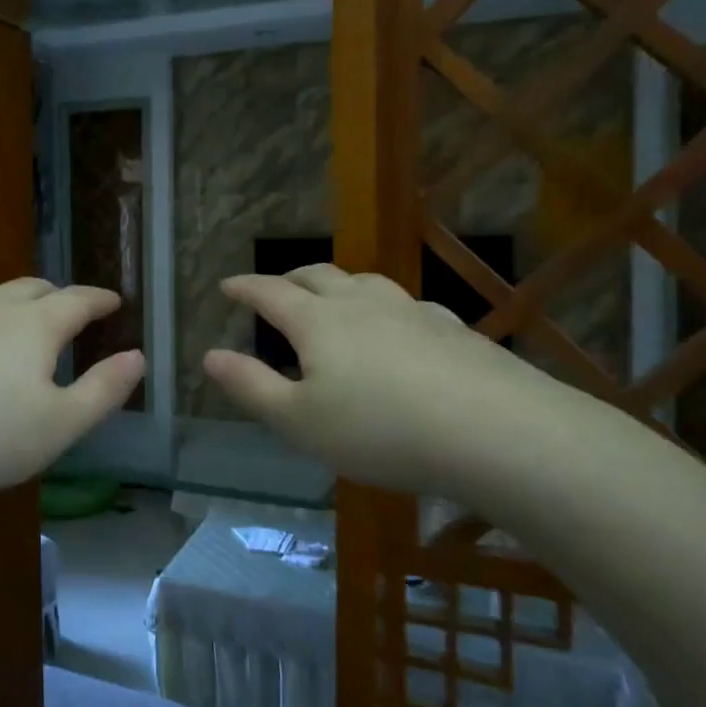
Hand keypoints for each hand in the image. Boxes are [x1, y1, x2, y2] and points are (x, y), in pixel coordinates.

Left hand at [0, 278, 143, 511]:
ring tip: (13, 318)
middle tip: (67, 308)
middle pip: (32, 288)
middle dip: (56, 295)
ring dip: (8, 301)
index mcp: (34, 326)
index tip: (113, 300)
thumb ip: (103, 391)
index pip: (77, 301)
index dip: (99, 300)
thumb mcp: (58, 427)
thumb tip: (137, 357)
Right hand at [203, 264, 568, 499]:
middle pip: (316, 276)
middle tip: (274, 288)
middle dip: (288, 279)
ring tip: (332, 298)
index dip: (245, 287)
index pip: (270, 293)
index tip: (227, 284)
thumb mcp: (299, 421)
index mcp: (317, 322)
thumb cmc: (380, 430)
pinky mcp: (451, 329)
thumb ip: (251, 386)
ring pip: (364, 282)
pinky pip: (405, 306)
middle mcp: (361, 303)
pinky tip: (397, 327)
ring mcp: (410, 311)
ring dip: (338, 285)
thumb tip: (210, 355)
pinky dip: (384, 308)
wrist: (495, 430)